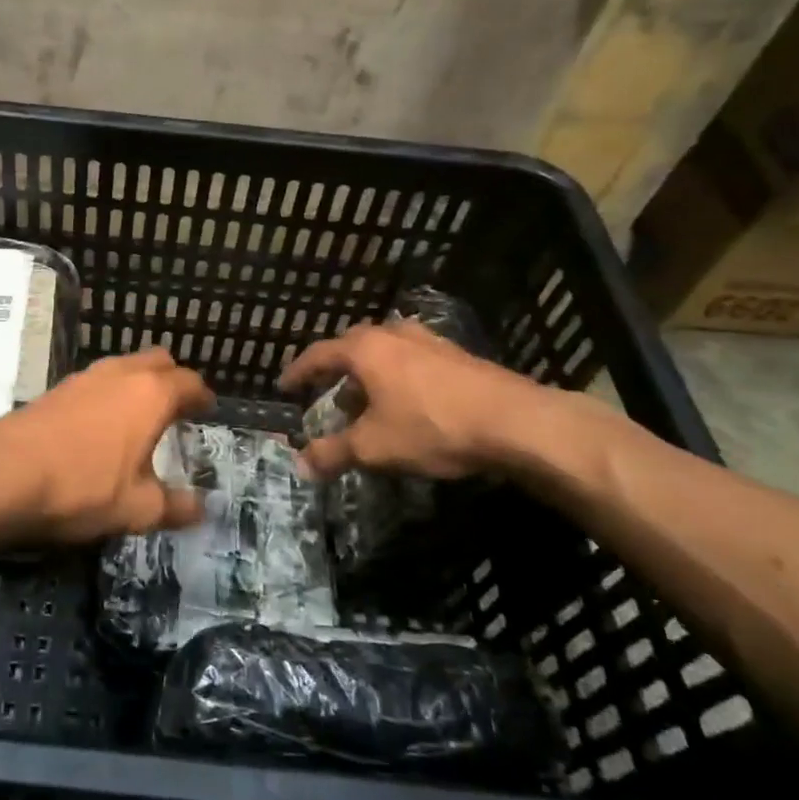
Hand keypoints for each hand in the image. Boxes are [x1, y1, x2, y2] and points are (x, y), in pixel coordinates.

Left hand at [0, 348, 214, 541]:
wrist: (3, 475)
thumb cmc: (82, 488)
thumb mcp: (137, 509)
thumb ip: (174, 506)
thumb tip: (200, 509)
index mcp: (151, 394)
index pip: (189, 382)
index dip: (202, 396)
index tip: (207, 410)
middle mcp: (121, 374)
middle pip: (157, 361)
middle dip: (172, 379)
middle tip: (177, 408)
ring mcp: (85, 376)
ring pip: (124, 366)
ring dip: (138, 383)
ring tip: (140, 416)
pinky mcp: (56, 388)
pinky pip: (96, 381)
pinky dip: (109, 393)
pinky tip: (101, 425)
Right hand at [278, 319, 547, 479]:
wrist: (514, 421)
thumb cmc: (431, 427)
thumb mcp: (374, 447)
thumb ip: (333, 453)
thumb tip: (300, 464)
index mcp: (365, 349)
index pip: (318, 354)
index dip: (298, 372)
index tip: (284, 386)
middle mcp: (393, 335)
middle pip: (352, 347)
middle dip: (336, 372)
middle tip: (328, 395)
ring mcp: (428, 342)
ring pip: (385, 353)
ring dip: (370, 376)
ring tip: (368, 405)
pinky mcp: (457, 356)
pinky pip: (412, 361)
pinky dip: (398, 379)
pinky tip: (408, 406)